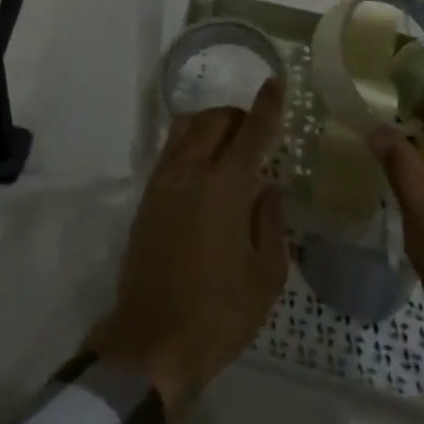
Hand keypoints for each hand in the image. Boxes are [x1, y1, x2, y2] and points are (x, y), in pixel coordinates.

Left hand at [88, 80, 288, 417]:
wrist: (152, 342)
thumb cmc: (220, 314)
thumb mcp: (266, 275)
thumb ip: (270, 222)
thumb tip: (268, 187)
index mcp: (224, 187)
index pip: (251, 132)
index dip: (267, 105)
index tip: (277, 81)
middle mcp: (190, 172)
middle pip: (213, 119)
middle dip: (238, 115)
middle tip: (257, 132)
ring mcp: (163, 182)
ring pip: (186, 128)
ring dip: (211, 124)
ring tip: (231, 145)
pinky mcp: (147, 198)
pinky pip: (170, 149)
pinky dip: (191, 142)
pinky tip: (205, 165)